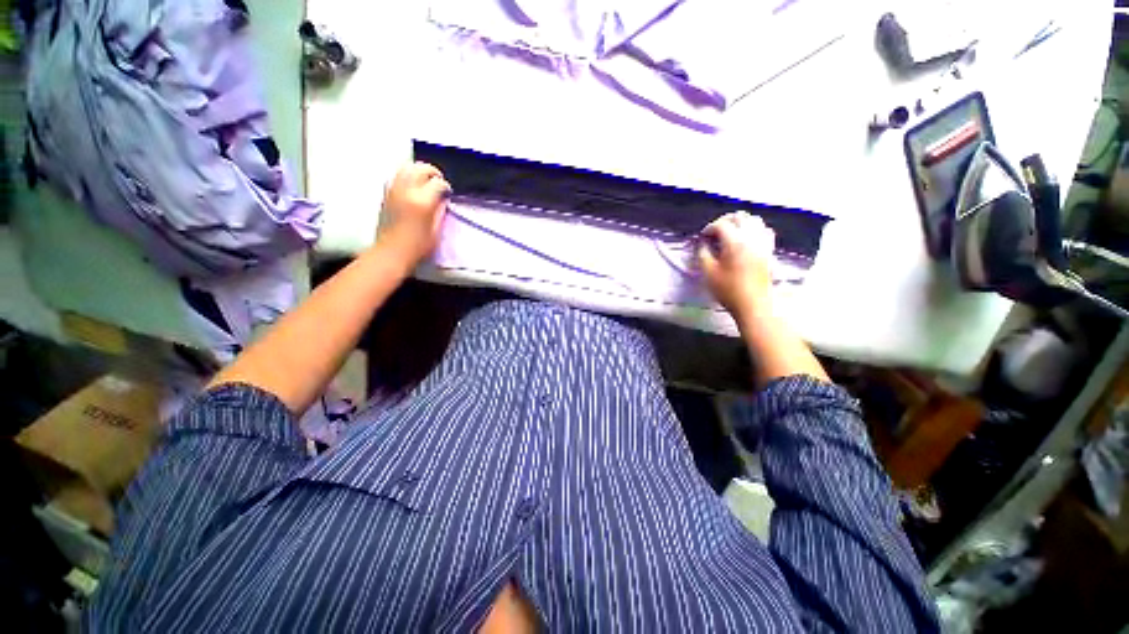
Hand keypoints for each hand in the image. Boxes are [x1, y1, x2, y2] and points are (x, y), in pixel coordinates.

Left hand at [377, 162, 451, 266]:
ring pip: (407, 167)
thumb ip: (440, 211)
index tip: (448, 193)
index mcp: (422, 201)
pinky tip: (412, 187)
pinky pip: (397, 176)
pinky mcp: (386, 194)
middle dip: (432, 173)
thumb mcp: (436, 230)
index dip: (446, 187)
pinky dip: (407, 176)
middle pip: (421, 168)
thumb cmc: (417, 247)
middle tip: (438, 182)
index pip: (438, 183)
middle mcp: (407, 191)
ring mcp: (394, 190)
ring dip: (418, 171)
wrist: (391, 252)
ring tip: (425, 181)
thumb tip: (442, 200)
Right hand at [697, 211, 775, 322]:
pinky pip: (764, 230)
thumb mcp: (708, 273)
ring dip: (740, 222)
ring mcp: (763, 243)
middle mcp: (751, 237)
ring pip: (754, 220)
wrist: (753, 304)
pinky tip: (746, 239)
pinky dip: (753, 229)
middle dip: (725, 221)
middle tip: (714, 232)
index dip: (709, 228)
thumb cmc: (728, 289)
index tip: (702, 237)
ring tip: (730, 233)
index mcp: (735, 242)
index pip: (721, 225)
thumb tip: (703, 244)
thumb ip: (703, 254)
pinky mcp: (769, 250)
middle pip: (739, 216)